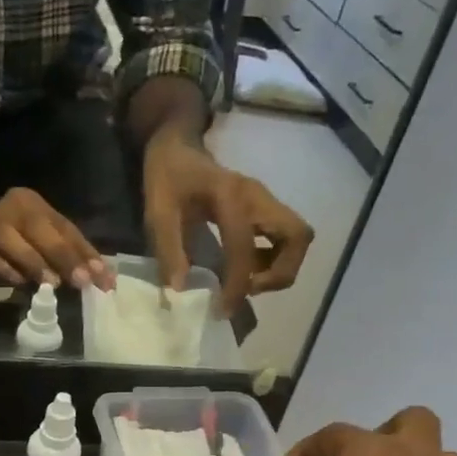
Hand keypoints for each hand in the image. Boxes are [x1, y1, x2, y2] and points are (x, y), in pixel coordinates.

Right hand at [0, 187, 110, 290]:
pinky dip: (8, 272)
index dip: (87, 254)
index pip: (66, 229)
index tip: (105, 279)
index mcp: (33, 204)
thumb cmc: (10, 245)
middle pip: (43, 231)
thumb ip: (66, 256)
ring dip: (36, 264)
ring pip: (15, 244)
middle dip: (65, 258)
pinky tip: (20, 284)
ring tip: (53, 284)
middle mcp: (12, 208)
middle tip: (83, 281)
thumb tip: (100, 278)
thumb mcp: (40, 245)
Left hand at [143, 131, 313, 313]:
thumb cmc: (167, 177)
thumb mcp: (158, 211)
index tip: (224, 309)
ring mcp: (266, 201)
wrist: (178, 147)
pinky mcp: (266, 209)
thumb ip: (168, 249)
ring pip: (297, 239)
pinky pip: (285, 239)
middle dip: (280, 272)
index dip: (238, 284)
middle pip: (297, 237)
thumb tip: (180, 289)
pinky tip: (246, 269)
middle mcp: (258, 197)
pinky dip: (273, 260)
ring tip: (247, 282)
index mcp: (230, 196)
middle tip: (249, 289)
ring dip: (280, 268)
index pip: (245, 247)